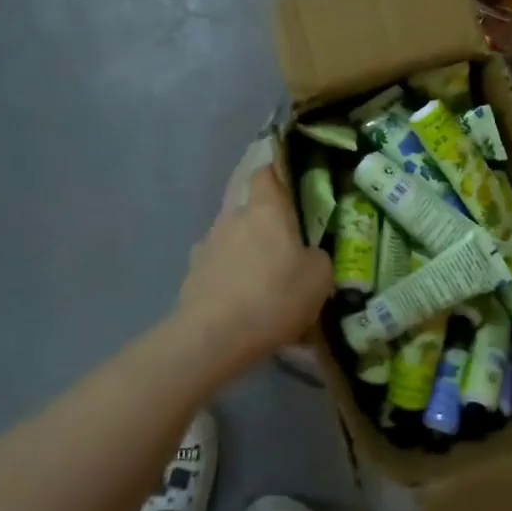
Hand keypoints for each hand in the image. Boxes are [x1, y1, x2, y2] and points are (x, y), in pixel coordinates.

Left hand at [178, 164, 332, 364]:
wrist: (214, 337)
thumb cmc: (274, 297)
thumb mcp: (319, 278)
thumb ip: (317, 257)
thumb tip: (308, 255)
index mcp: (265, 209)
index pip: (266, 173)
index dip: (278, 175)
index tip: (292, 188)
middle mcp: (232, 217)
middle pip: (248, 207)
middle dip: (264, 222)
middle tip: (284, 245)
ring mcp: (207, 244)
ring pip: (233, 237)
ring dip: (246, 251)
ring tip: (262, 281)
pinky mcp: (192, 273)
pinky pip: (218, 266)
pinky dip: (229, 276)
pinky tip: (240, 302)